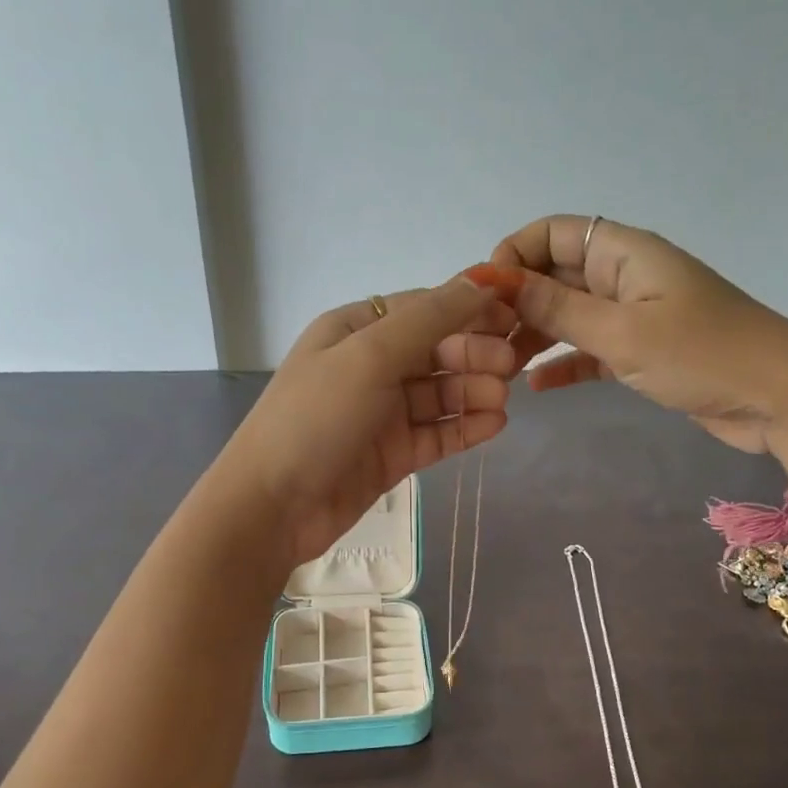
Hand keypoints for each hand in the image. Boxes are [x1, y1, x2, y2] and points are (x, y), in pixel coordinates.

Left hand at [212, 273, 519, 566]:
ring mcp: (382, 413)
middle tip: (509, 367)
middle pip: (436, 351)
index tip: (514, 316)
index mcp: (355, 331)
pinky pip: (437, 433)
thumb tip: (481, 281)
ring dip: (473, 392)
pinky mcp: (392, 455)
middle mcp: (370, 367)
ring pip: (440, 393)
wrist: (272, 506)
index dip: (469, 309)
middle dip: (474, 354)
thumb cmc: (315, 419)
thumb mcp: (369, 355)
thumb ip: (429, 319)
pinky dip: (465, 427)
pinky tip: (494, 425)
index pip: (424, 309)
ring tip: (500, 401)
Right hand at [492, 216, 787, 470]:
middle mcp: (625, 276)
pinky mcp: (642, 352)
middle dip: (517, 300)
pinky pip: (590, 349)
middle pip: (556, 274)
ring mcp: (635, 315)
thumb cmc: (703, 355)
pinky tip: (535, 387)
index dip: (515, 254)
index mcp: (625, 253)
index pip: (555, 233)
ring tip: (500, 365)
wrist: (780, 398)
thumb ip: (558, 308)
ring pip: (569, 314)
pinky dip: (564, 363)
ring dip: (535, 334)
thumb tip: (499, 282)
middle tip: (483, 340)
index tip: (485, 295)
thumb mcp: (622, 333)